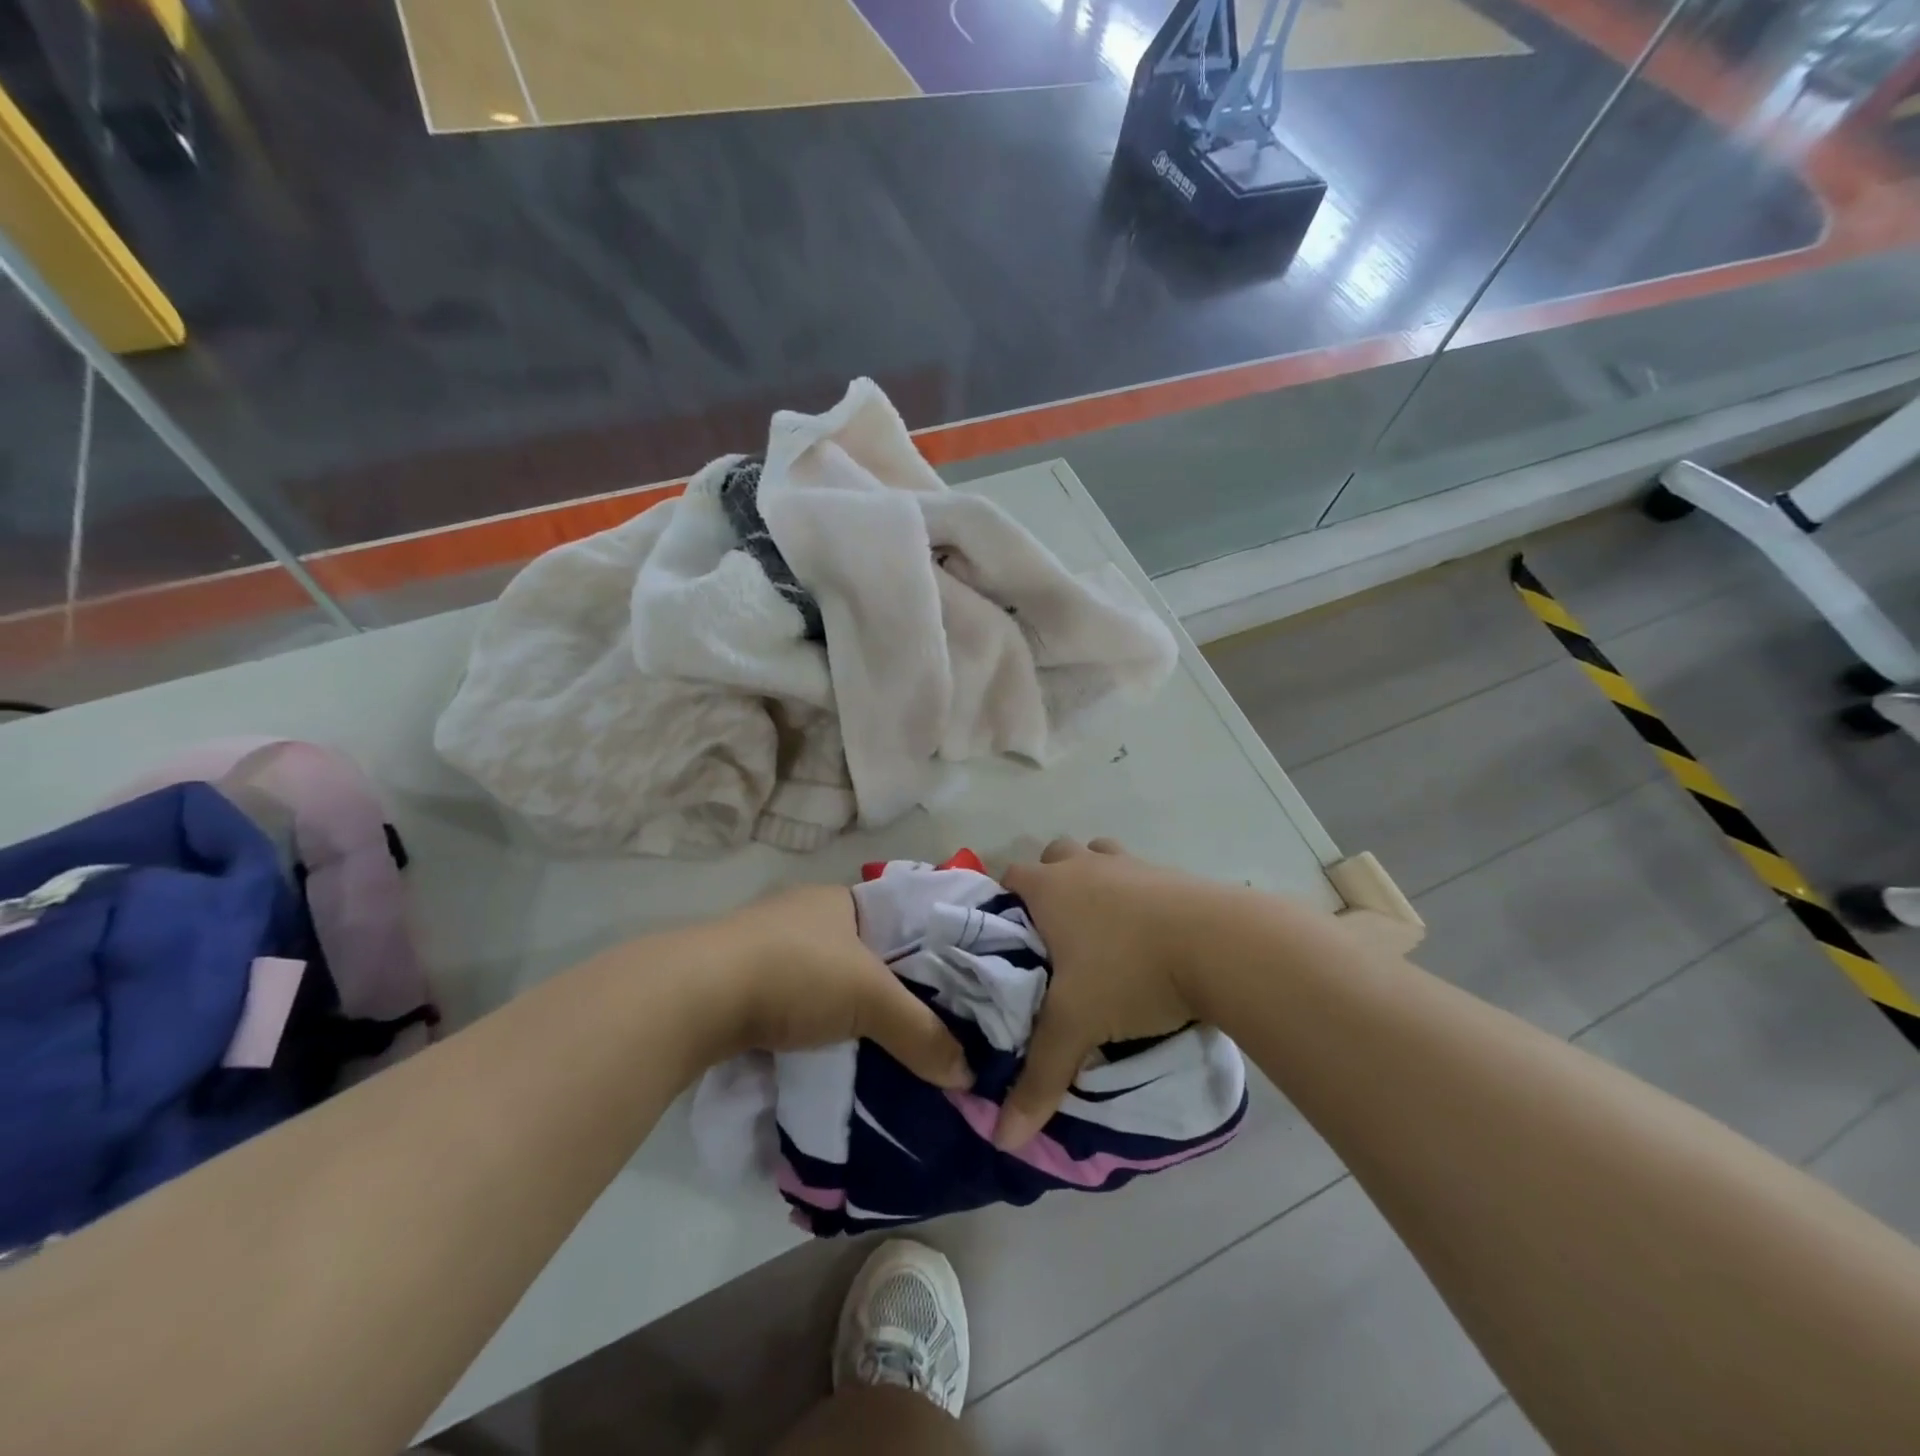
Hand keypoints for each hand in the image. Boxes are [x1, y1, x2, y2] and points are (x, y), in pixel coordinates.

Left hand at [708, 885, 971, 1089]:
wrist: (696, 995)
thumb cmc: (798, 973)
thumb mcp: (871, 1000)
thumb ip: (921, 1033)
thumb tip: (967, 1075)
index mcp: (839, 899)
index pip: (897, 920)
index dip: (923, 953)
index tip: (947, 991)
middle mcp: (803, 912)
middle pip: (860, 951)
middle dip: (884, 987)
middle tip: (917, 1026)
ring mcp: (766, 943)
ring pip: (824, 977)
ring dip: (843, 1008)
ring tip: (876, 1044)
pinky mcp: (738, 977)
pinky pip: (792, 999)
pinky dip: (809, 1021)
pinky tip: (823, 1048)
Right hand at [995, 838, 1220, 1149]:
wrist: (1220, 944)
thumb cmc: (1130, 972)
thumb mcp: (1077, 1027)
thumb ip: (1038, 1079)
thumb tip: (1003, 1140)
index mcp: (1051, 889)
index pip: (1008, 877)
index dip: (1003, 903)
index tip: (1009, 941)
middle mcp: (1085, 865)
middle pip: (1053, 857)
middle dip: (1049, 886)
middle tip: (1056, 937)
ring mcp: (1130, 863)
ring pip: (1097, 855)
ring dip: (1094, 881)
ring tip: (1102, 930)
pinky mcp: (1169, 872)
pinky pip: (1139, 874)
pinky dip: (1135, 894)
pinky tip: (1148, 934)